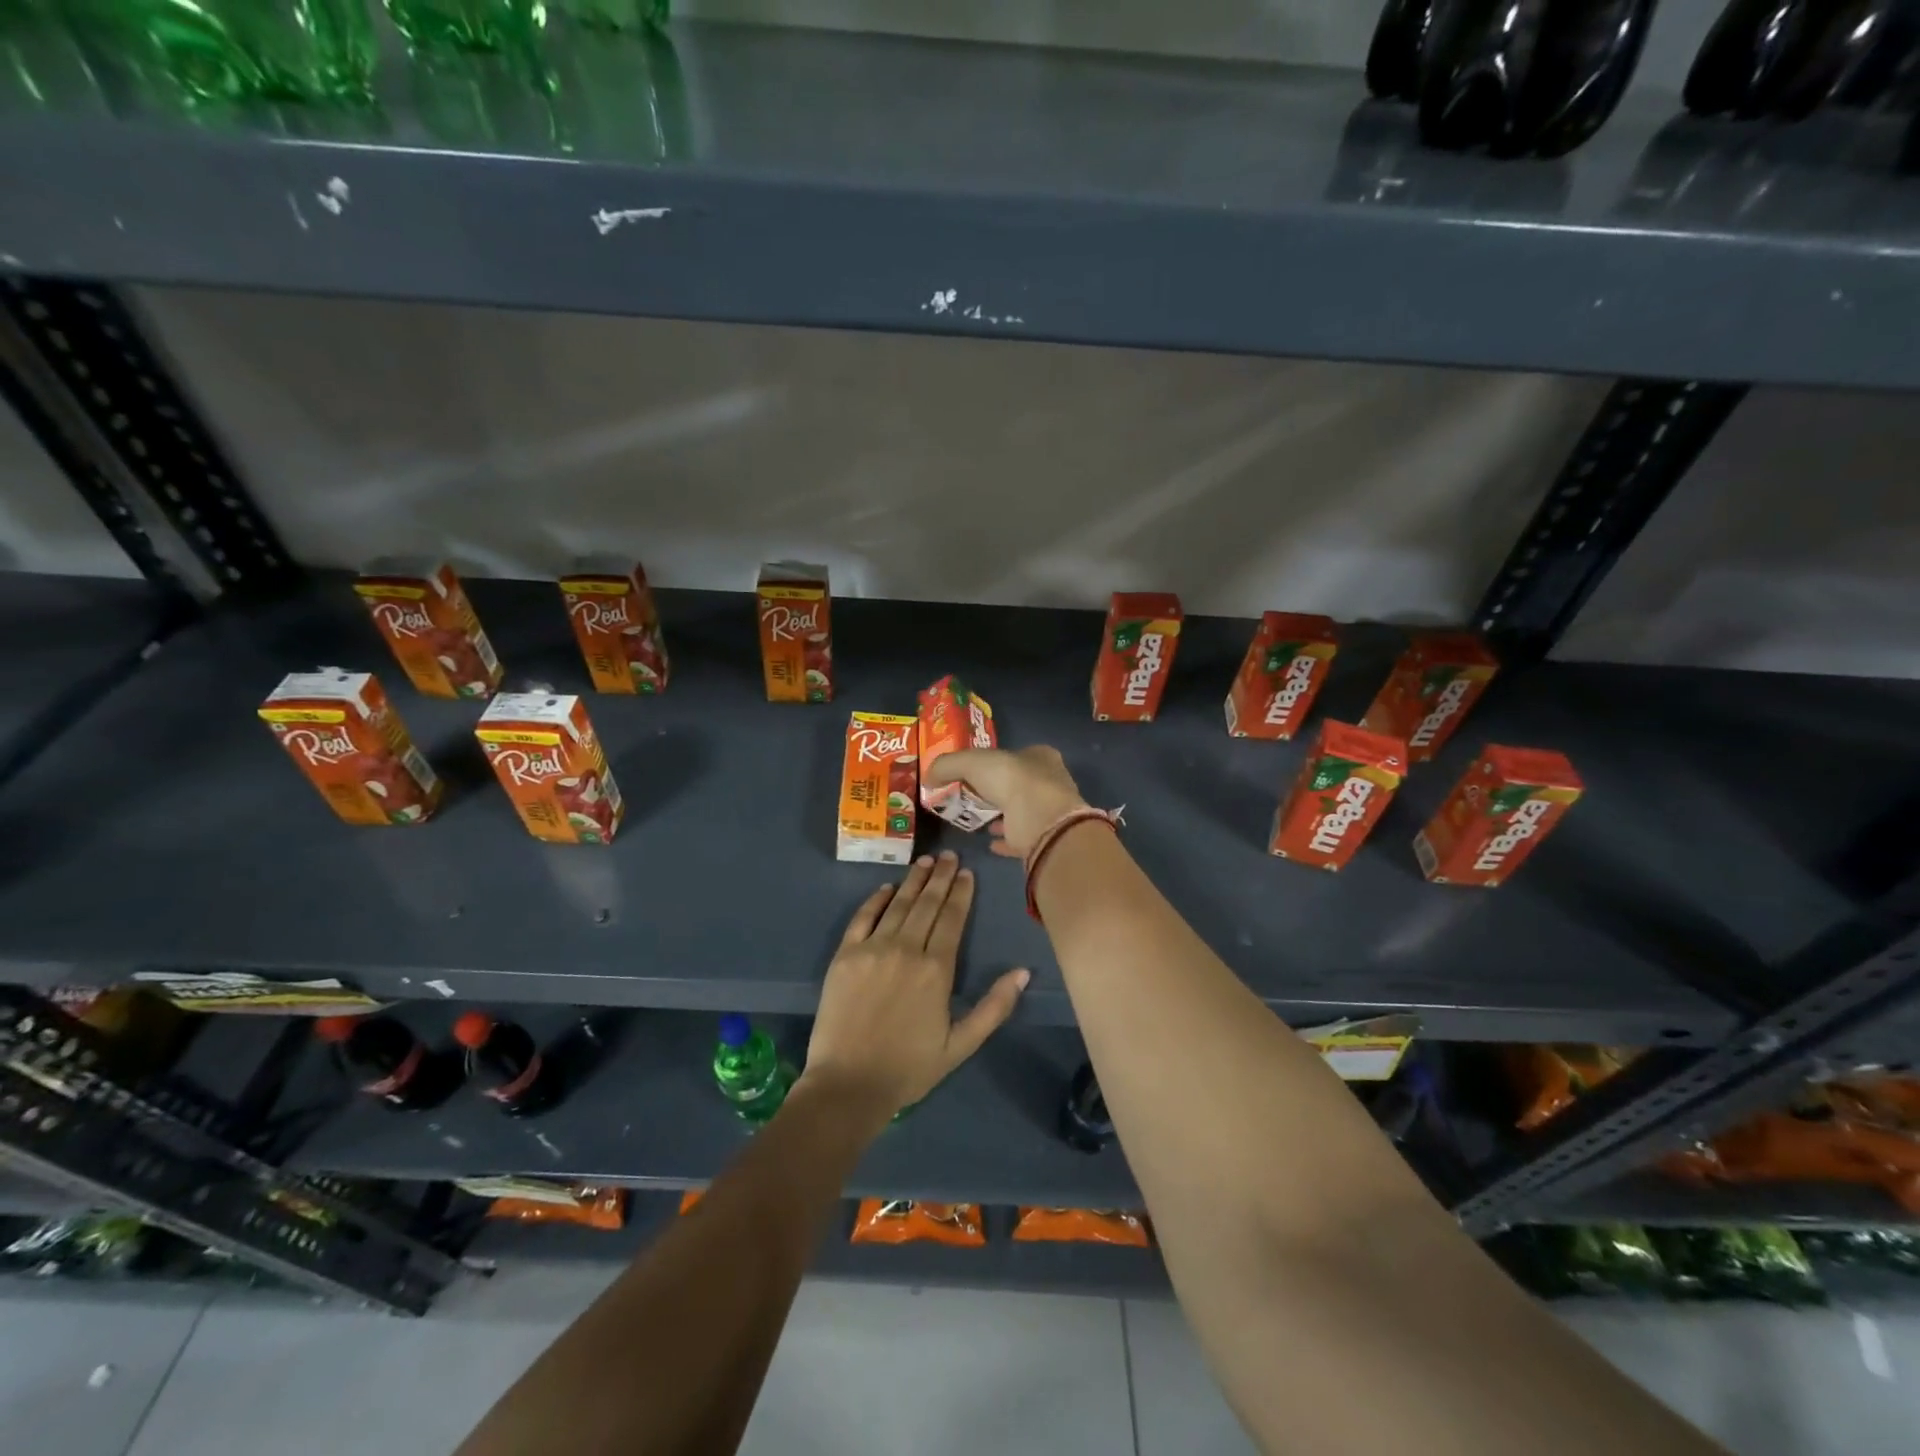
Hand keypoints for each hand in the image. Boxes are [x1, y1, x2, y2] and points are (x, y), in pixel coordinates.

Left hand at [802, 851, 1029, 1122]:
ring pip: (898, 905)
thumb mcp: (961, 1045)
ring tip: (925, 861)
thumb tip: (1023, 973)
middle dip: (941, 877)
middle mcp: (906, 949)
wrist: (848, 1085)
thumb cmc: (909, 1068)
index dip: (961, 894)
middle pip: (927, 904)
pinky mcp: (845, 955)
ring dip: (913, 881)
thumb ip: (994, 1007)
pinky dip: (876, 900)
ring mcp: (872, 949)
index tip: (967, 873)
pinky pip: (863, 917)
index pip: (952, 919)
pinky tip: (886, 887)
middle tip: (949, 855)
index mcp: (936, 969)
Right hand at [925, 745, 1087, 858]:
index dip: (995, 761)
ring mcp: (1049, 812)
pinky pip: (1021, 838)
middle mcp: (1050, 781)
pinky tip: (990, 843)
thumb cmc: (1011, 779)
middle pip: (1018, 783)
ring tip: (978, 820)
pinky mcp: (1045, 838)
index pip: (1016, 754)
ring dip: (1001, 815)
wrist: (1040, 819)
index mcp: (1040, 756)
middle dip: (997, 790)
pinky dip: (1006, 840)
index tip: (974, 772)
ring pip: (1021, 811)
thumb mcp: (970, 762)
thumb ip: (947, 765)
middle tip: (971, 796)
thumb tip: (929, 776)